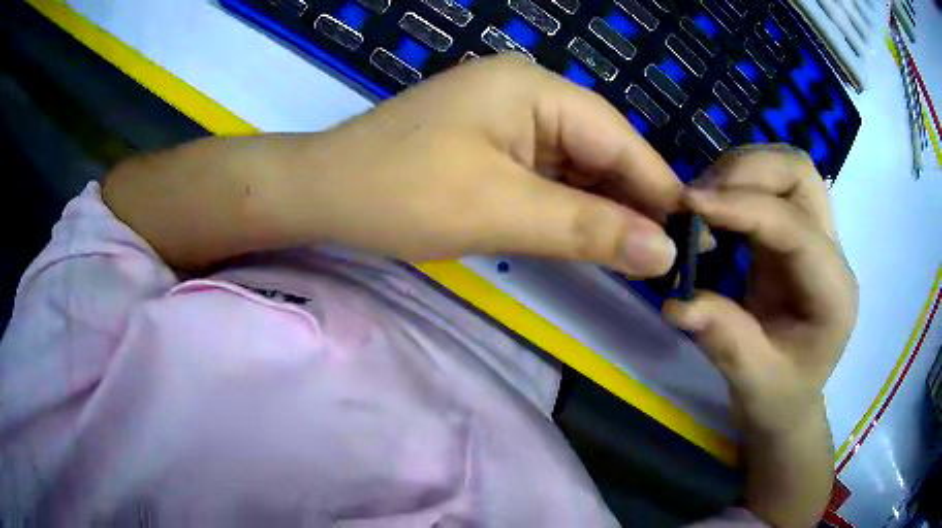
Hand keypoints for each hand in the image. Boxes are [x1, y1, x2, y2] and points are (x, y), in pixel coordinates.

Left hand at [263, 54, 681, 274]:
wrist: (321, 192)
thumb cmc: (399, 193)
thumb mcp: (501, 211)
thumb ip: (589, 229)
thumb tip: (665, 252)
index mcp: (534, 88)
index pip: (618, 138)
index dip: (657, 189)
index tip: (689, 236)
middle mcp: (528, 91)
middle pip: (600, 149)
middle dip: (630, 202)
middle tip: (663, 257)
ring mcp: (507, 115)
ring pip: (576, 164)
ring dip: (600, 208)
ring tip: (635, 255)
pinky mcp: (491, 141)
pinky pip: (547, 172)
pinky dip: (568, 205)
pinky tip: (588, 236)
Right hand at [663, 146, 857, 526]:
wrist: (790, 402)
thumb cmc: (779, 399)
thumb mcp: (753, 383)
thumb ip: (725, 340)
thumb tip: (677, 302)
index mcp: (833, 292)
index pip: (795, 226)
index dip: (745, 207)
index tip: (690, 205)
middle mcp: (831, 253)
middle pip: (800, 173)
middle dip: (748, 170)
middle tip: (699, 196)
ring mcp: (815, 238)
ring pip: (786, 169)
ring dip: (741, 171)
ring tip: (702, 200)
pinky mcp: (793, 235)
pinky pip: (770, 186)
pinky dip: (738, 183)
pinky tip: (714, 207)